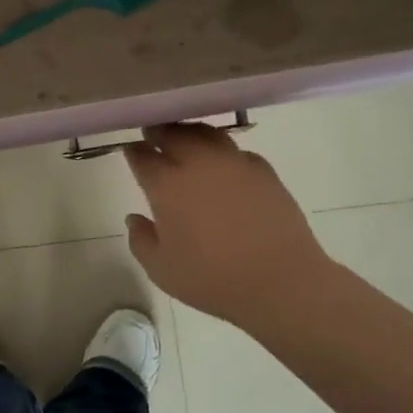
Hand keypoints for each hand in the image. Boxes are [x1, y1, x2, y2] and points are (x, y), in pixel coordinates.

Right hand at [123, 124, 343, 329]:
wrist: (281, 281)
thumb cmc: (212, 279)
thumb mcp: (161, 270)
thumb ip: (140, 240)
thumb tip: (134, 218)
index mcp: (167, 185)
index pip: (142, 155)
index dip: (134, 151)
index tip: (131, 152)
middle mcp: (199, 163)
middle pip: (173, 133)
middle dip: (159, 132)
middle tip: (153, 135)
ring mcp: (234, 163)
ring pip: (206, 133)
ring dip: (190, 134)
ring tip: (186, 141)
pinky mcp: (263, 170)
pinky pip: (236, 150)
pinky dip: (222, 151)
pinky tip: (223, 165)